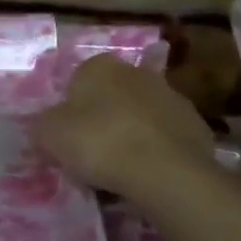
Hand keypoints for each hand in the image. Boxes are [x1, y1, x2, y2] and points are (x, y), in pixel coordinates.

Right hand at [33, 54, 222, 210]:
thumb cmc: (99, 142)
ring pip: (141, 116)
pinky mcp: (197, 127)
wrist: (165, 172)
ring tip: (122, 170)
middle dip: (104, 118)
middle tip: (93, 152)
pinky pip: (166, 138)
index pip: (78, 81)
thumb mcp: (49, 134)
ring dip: (132, 134)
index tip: (69, 136)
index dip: (71, 109)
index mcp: (99, 65)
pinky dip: (157, 151)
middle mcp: (137, 72)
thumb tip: (46, 125)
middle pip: (112, 96)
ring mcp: (172, 97)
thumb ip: (43, 124)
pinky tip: (148, 175)